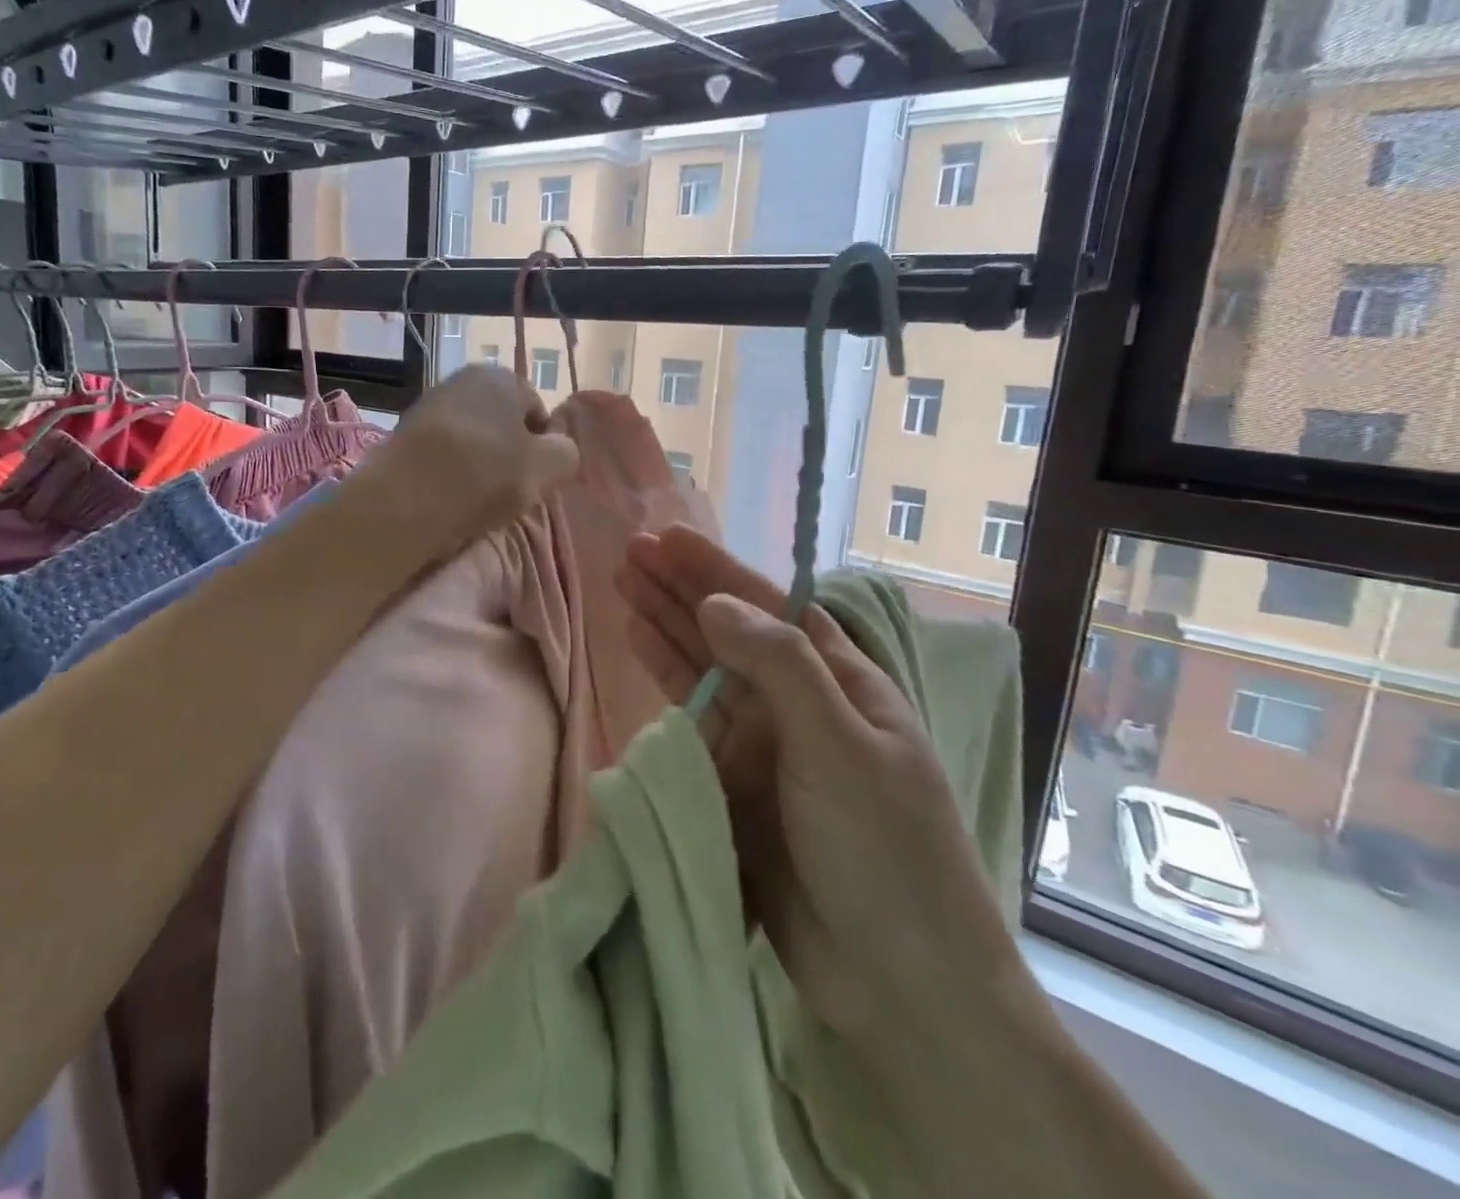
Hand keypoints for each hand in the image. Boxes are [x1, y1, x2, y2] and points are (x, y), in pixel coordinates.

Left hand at [370, 365, 578, 557]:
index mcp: (499, 376)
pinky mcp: (402, 437)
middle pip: (501, 424)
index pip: (537, 410)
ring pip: (471, 440)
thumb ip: (566, 453)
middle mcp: (461, 380)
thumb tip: (558, 450)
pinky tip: (449, 499)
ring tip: (478, 500)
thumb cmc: (484, 475)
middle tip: (510, 492)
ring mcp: (427, 406)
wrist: (402, 500)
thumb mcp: (547, 467)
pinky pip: (441, 456)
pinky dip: (449, 474)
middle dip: (508, 454)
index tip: (537, 478)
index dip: (543, 446)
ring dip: (478, 466)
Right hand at [617, 526, 1039, 1061]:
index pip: (772, 607)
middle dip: (682, 589)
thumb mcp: (842, 746)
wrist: (898, 983)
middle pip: (731, 630)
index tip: (668, 538)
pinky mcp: (734, 782)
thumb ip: (780, 668)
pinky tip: (639, 645)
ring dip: (665, 626)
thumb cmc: (886, 850)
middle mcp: (800, 704)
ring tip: (623, 586)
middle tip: (630, 552)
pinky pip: (692, 717)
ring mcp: (765, 744)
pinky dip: (665, 679)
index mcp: (842, 683)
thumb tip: (716, 602)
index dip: (719, 569)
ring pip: (705, 668)